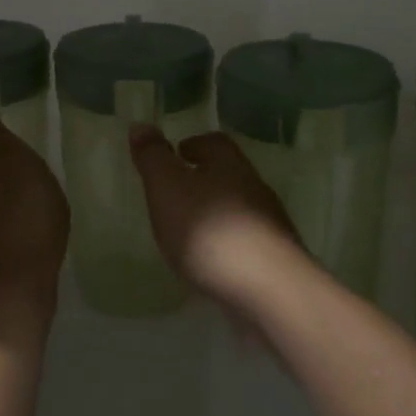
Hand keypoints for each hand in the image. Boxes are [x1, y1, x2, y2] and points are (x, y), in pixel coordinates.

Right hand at [127, 126, 308, 311]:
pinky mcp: (274, 259)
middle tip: (176, 191)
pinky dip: (226, 243)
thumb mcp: (167, 187)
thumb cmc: (209, 229)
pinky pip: (245, 241)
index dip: (192, 144)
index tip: (176, 153)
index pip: (213, 142)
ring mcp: (269, 224)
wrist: (268, 289)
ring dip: (215, 212)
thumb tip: (141, 125)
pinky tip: (211, 261)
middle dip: (204, 178)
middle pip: (228, 173)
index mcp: (228, 163)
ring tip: (188, 230)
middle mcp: (253, 186)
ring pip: (237, 207)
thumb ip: (153, 157)